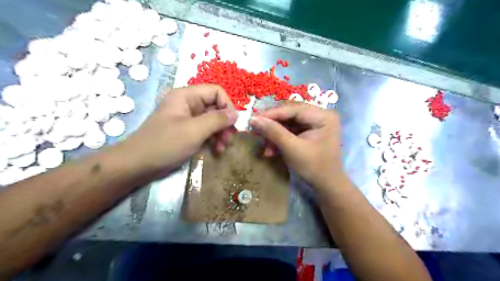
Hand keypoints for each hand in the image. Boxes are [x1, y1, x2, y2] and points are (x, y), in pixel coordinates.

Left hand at [123, 84, 235, 172]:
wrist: (138, 165)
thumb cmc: (165, 144)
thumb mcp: (194, 131)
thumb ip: (217, 120)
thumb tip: (236, 113)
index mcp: (187, 96)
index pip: (216, 92)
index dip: (227, 105)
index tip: (233, 123)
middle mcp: (188, 104)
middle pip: (215, 107)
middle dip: (224, 123)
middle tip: (228, 139)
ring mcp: (187, 119)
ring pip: (212, 120)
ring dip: (220, 133)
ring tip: (221, 148)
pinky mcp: (187, 131)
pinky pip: (205, 131)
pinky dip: (212, 139)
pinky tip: (215, 150)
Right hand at [250, 103, 343, 187]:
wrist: (327, 185)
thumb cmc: (313, 167)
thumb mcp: (292, 149)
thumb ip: (273, 132)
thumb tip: (253, 119)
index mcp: (323, 116)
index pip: (293, 109)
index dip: (271, 113)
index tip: (252, 119)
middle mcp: (320, 114)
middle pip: (290, 113)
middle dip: (272, 123)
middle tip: (255, 129)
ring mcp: (315, 123)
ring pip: (288, 122)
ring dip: (274, 133)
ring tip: (264, 145)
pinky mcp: (309, 131)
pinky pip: (291, 130)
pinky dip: (280, 138)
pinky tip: (271, 149)